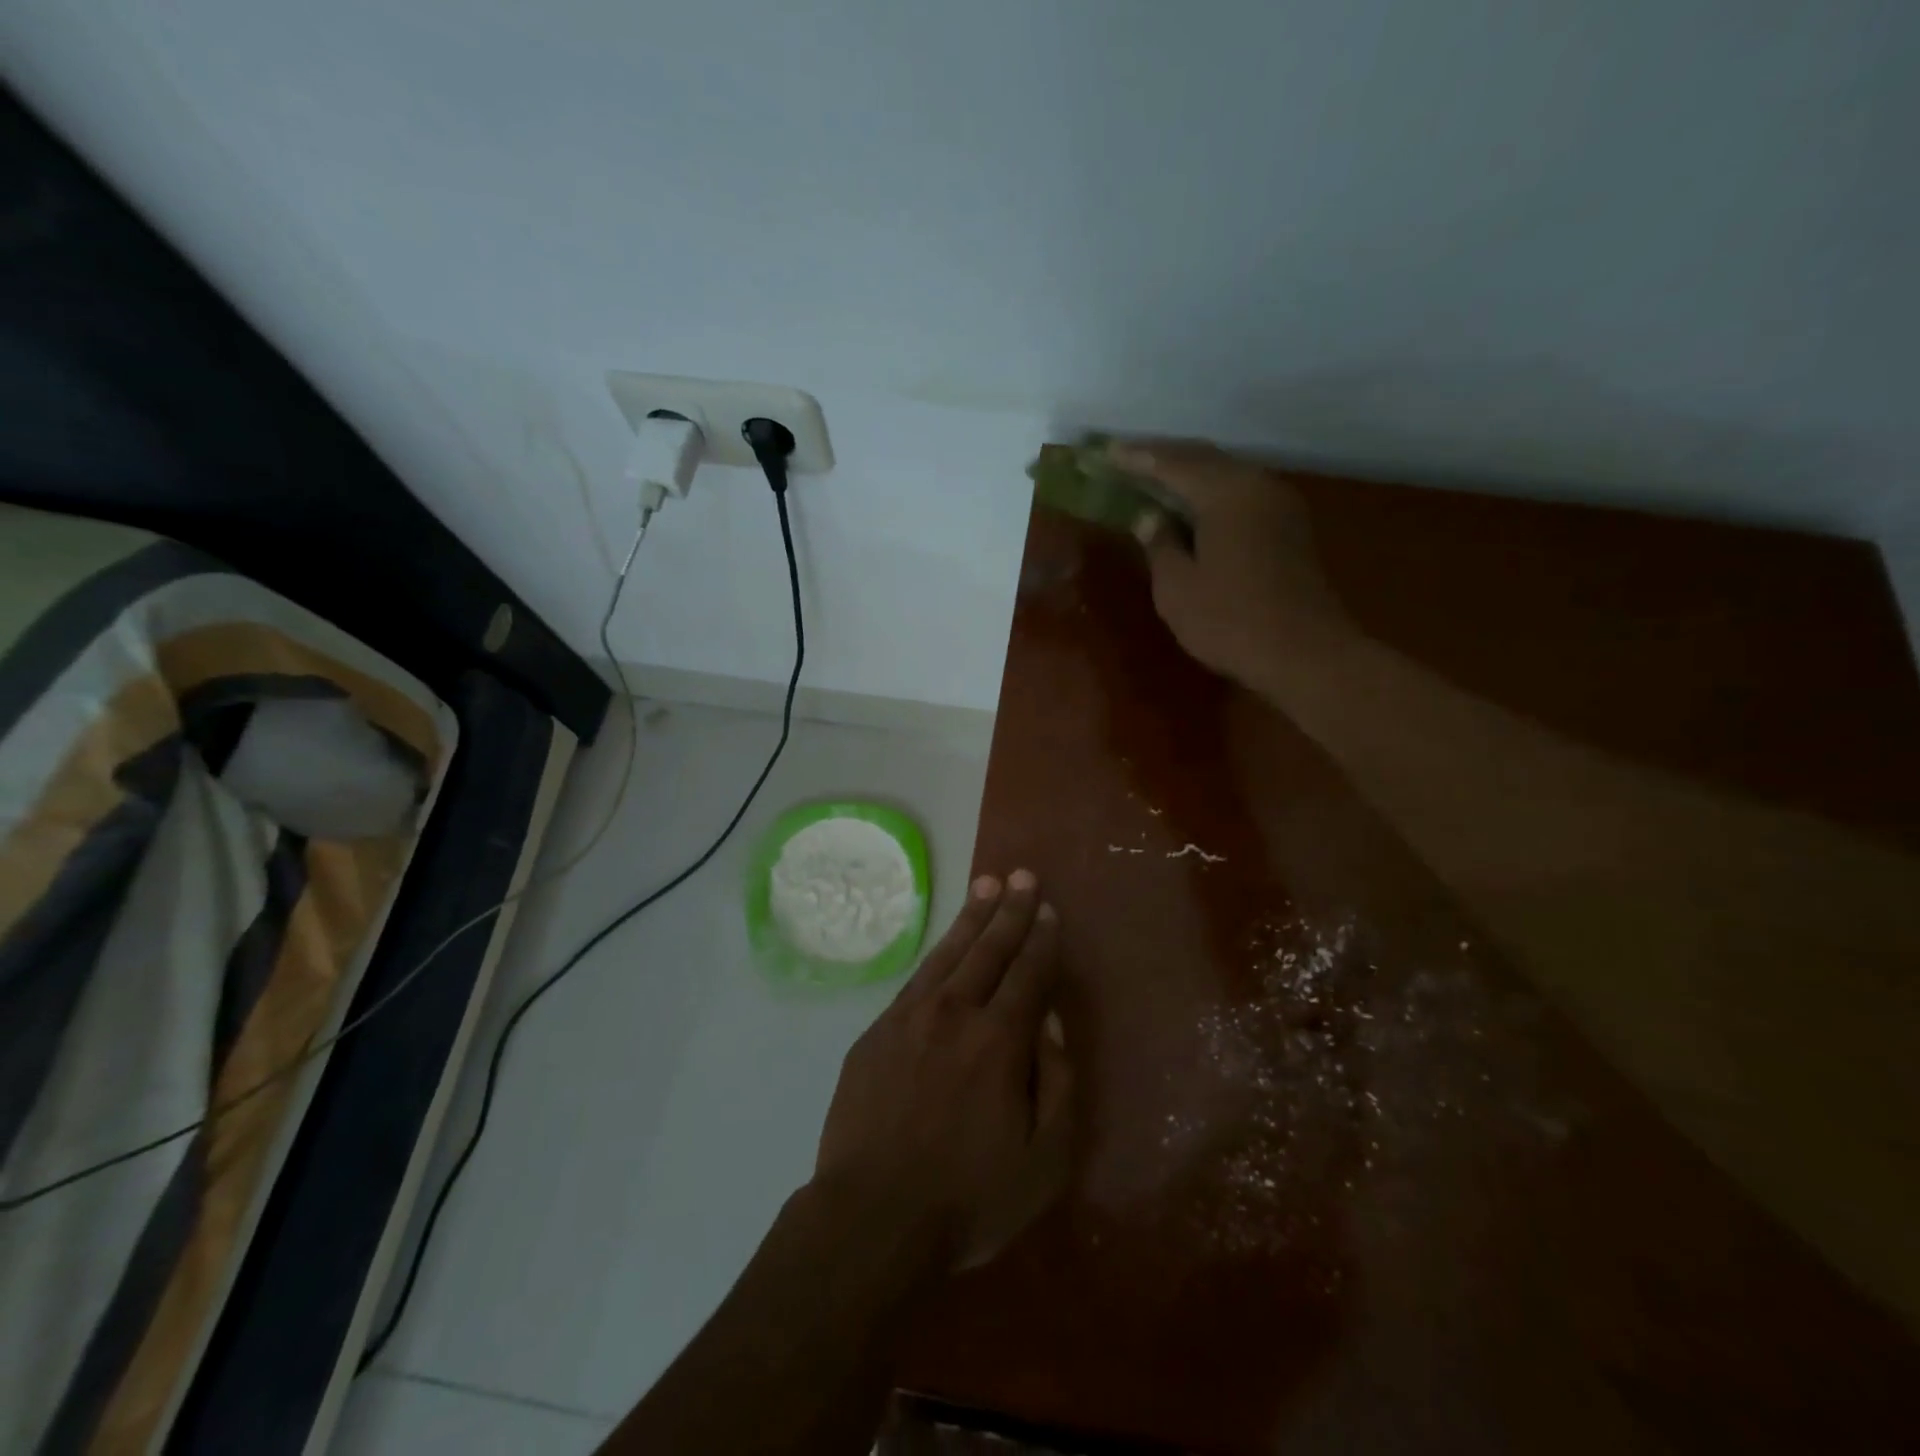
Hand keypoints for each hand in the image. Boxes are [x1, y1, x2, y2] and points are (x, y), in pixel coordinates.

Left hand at [813, 870, 1072, 1269]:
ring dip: (972, 918)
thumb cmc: (967, 1197)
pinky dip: (936, 953)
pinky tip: (944, 945)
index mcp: (998, 1041)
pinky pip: (915, 978)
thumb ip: (1057, 1082)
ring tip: (987, 885)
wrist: (871, 1218)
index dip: (1041, 939)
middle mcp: (954, 1013)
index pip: (1028, 974)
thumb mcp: (1043, 1160)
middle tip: (1023, 876)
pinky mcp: (876, 1032)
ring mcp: (909, 1018)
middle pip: (989, 949)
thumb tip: (1050, 1021)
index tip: (1048, 909)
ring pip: (949, 954)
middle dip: (1011, 911)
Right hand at [1109, 440, 1353, 689]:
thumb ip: (1159, 544)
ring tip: (1153, 478)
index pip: (1172, 463)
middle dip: (1163, 457)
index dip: (1135, 458)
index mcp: (1226, 492)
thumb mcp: (1177, 587)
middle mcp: (1257, 485)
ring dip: (1188, 473)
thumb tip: (1149, 517)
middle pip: (1203, 458)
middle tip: (1125, 458)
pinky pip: (1240, 494)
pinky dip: (1210, 493)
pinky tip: (1191, 506)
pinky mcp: (1288, 528)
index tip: (1104, 451)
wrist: (1305, 654)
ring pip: (1225, 474)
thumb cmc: (1230, 620)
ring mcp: (1279, 505)